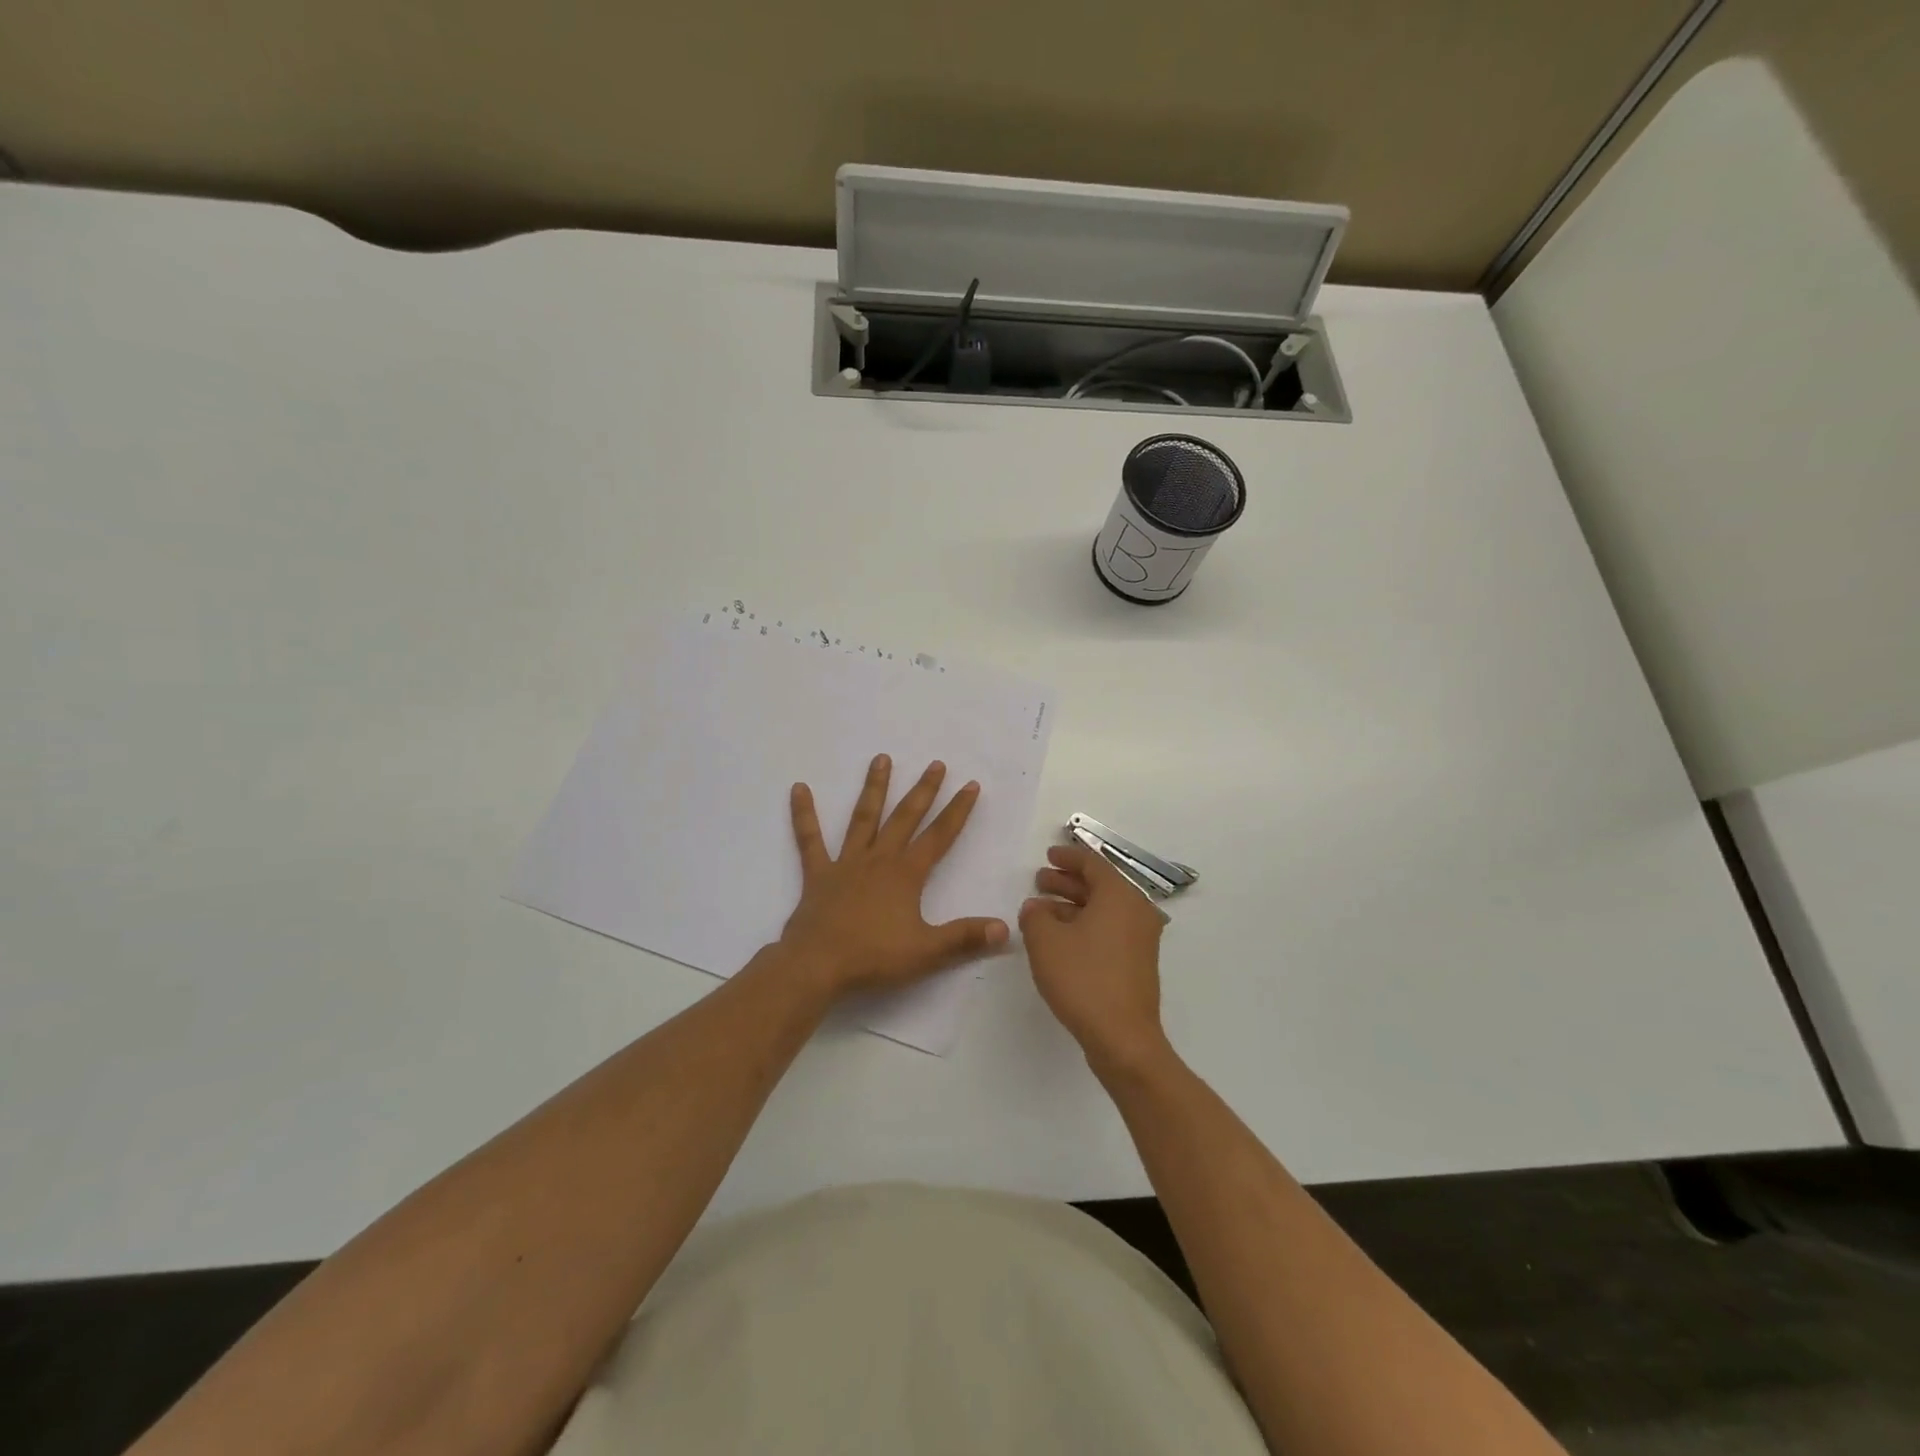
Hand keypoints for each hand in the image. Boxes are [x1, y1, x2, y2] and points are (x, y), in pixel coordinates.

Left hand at [780, 755, 1008, 998]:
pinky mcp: (818, 873)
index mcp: (906, 874)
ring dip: (874, 788)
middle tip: (936, 764)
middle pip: (905, 818)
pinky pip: (810, 839)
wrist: (817, 965)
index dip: (957, 811)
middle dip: (923, 790)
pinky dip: (804, 813)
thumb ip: (965, 937)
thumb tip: (1005, 928)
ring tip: (882, 758)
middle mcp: (878, 859)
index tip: (971, 785)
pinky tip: (799, 788)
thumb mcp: (927, 952)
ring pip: (863, 817)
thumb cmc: (873, 957)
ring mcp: (846, 863)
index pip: (939, 836)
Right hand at [1019, 843, 1170, 1074]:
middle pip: (1099, 885)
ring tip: (1041, 911)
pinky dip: (1085, 925)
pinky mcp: (1137, 963)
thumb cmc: (1083, 978)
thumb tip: (1036, 908)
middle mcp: (1136, 911)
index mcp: (1120, 895)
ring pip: (1103, 909)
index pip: (1093, 863)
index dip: (1068, 857)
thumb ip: (1035, 916)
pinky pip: (1109, 930)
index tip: (1048, 855)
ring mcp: (1140, 939)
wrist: (1123, 1037)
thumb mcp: (1045, 941)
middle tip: (1040, 881)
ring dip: (1072, 905)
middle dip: (1067, 881)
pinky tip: (1060, 938)